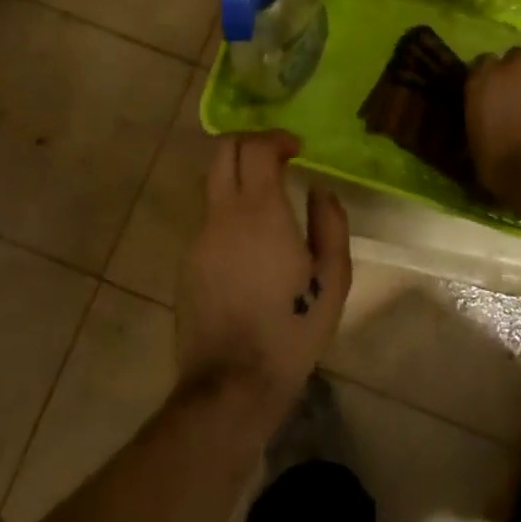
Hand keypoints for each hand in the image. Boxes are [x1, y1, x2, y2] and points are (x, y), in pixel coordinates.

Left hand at [176, 132, 351, 422]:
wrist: (232, 384)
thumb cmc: (292, 329)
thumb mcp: (333, 278)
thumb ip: (331, 224)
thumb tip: (319, 191)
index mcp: (260, 212)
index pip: (256, 148)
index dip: (276, 137)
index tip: (297, 149)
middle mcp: (222, 215)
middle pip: (222, 151)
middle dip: (250, 142)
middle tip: (277, 157)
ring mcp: (199, 238)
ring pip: (212, 183)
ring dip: (238, 176)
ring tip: (268, 200)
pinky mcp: (187, 261)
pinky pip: (209, 218)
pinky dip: (229, 211)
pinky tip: (251, 244)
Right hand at [467, 48, 520, 200]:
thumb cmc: (503, 167)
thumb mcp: (477, 146)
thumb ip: (480, 120)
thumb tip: (486, 123)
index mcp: (483, 79)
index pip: (482, 64)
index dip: (490, 79)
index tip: (492, 94)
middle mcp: (514, 66)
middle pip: (517, 59)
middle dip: (519, 75)